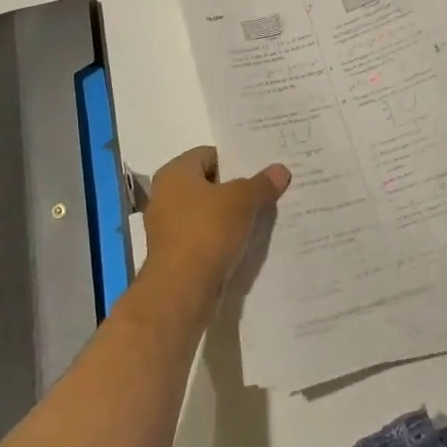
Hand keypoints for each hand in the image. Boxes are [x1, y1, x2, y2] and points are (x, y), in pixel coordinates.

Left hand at [140, 146, 289, 297]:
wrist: (180, 292)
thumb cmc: (207, 231)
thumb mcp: (242, 201)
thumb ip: (261, 184)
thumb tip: (281, 169)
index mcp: (175, 172)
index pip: (210, 155)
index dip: (236, 160)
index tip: (261, 170)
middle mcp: (166, 195)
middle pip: (209, 184)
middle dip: (236, 189)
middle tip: (266, 191)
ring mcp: (168, 227)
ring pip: (207, 213)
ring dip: (230, 216)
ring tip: (261, 217)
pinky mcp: (174, 255)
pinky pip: (203, 237)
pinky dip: (221, 238)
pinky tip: (245, 242)